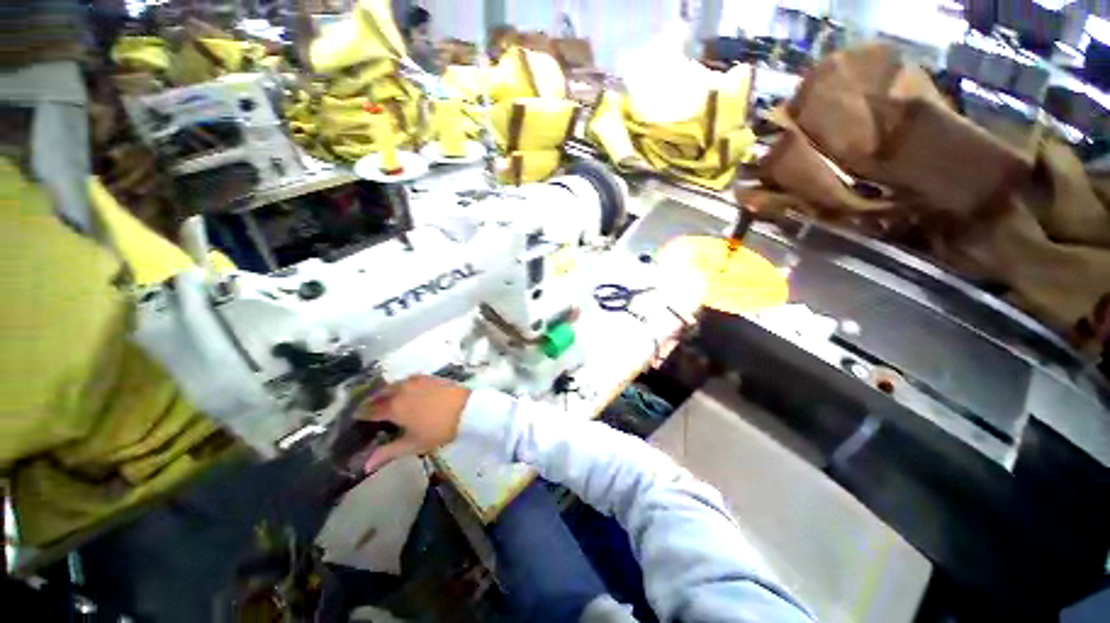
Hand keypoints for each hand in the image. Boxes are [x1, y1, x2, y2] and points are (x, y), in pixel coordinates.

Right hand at [358, 375, 470, 472]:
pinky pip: (409, 380)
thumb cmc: (439, 429)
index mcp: (394, 407)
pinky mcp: (430, 377)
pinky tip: (407, 391)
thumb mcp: (414, 444)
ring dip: (387, 391)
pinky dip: (403, 385)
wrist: (468, 408)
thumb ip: (389, 452)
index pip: (370, 409)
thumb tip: (365, 466)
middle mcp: (402, 389)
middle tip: (369, 409)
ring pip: (395, 385)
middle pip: (381, 394)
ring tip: (387, 400)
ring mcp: (417, 380)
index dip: (361, 414)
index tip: (356, 418)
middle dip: (372, 401)